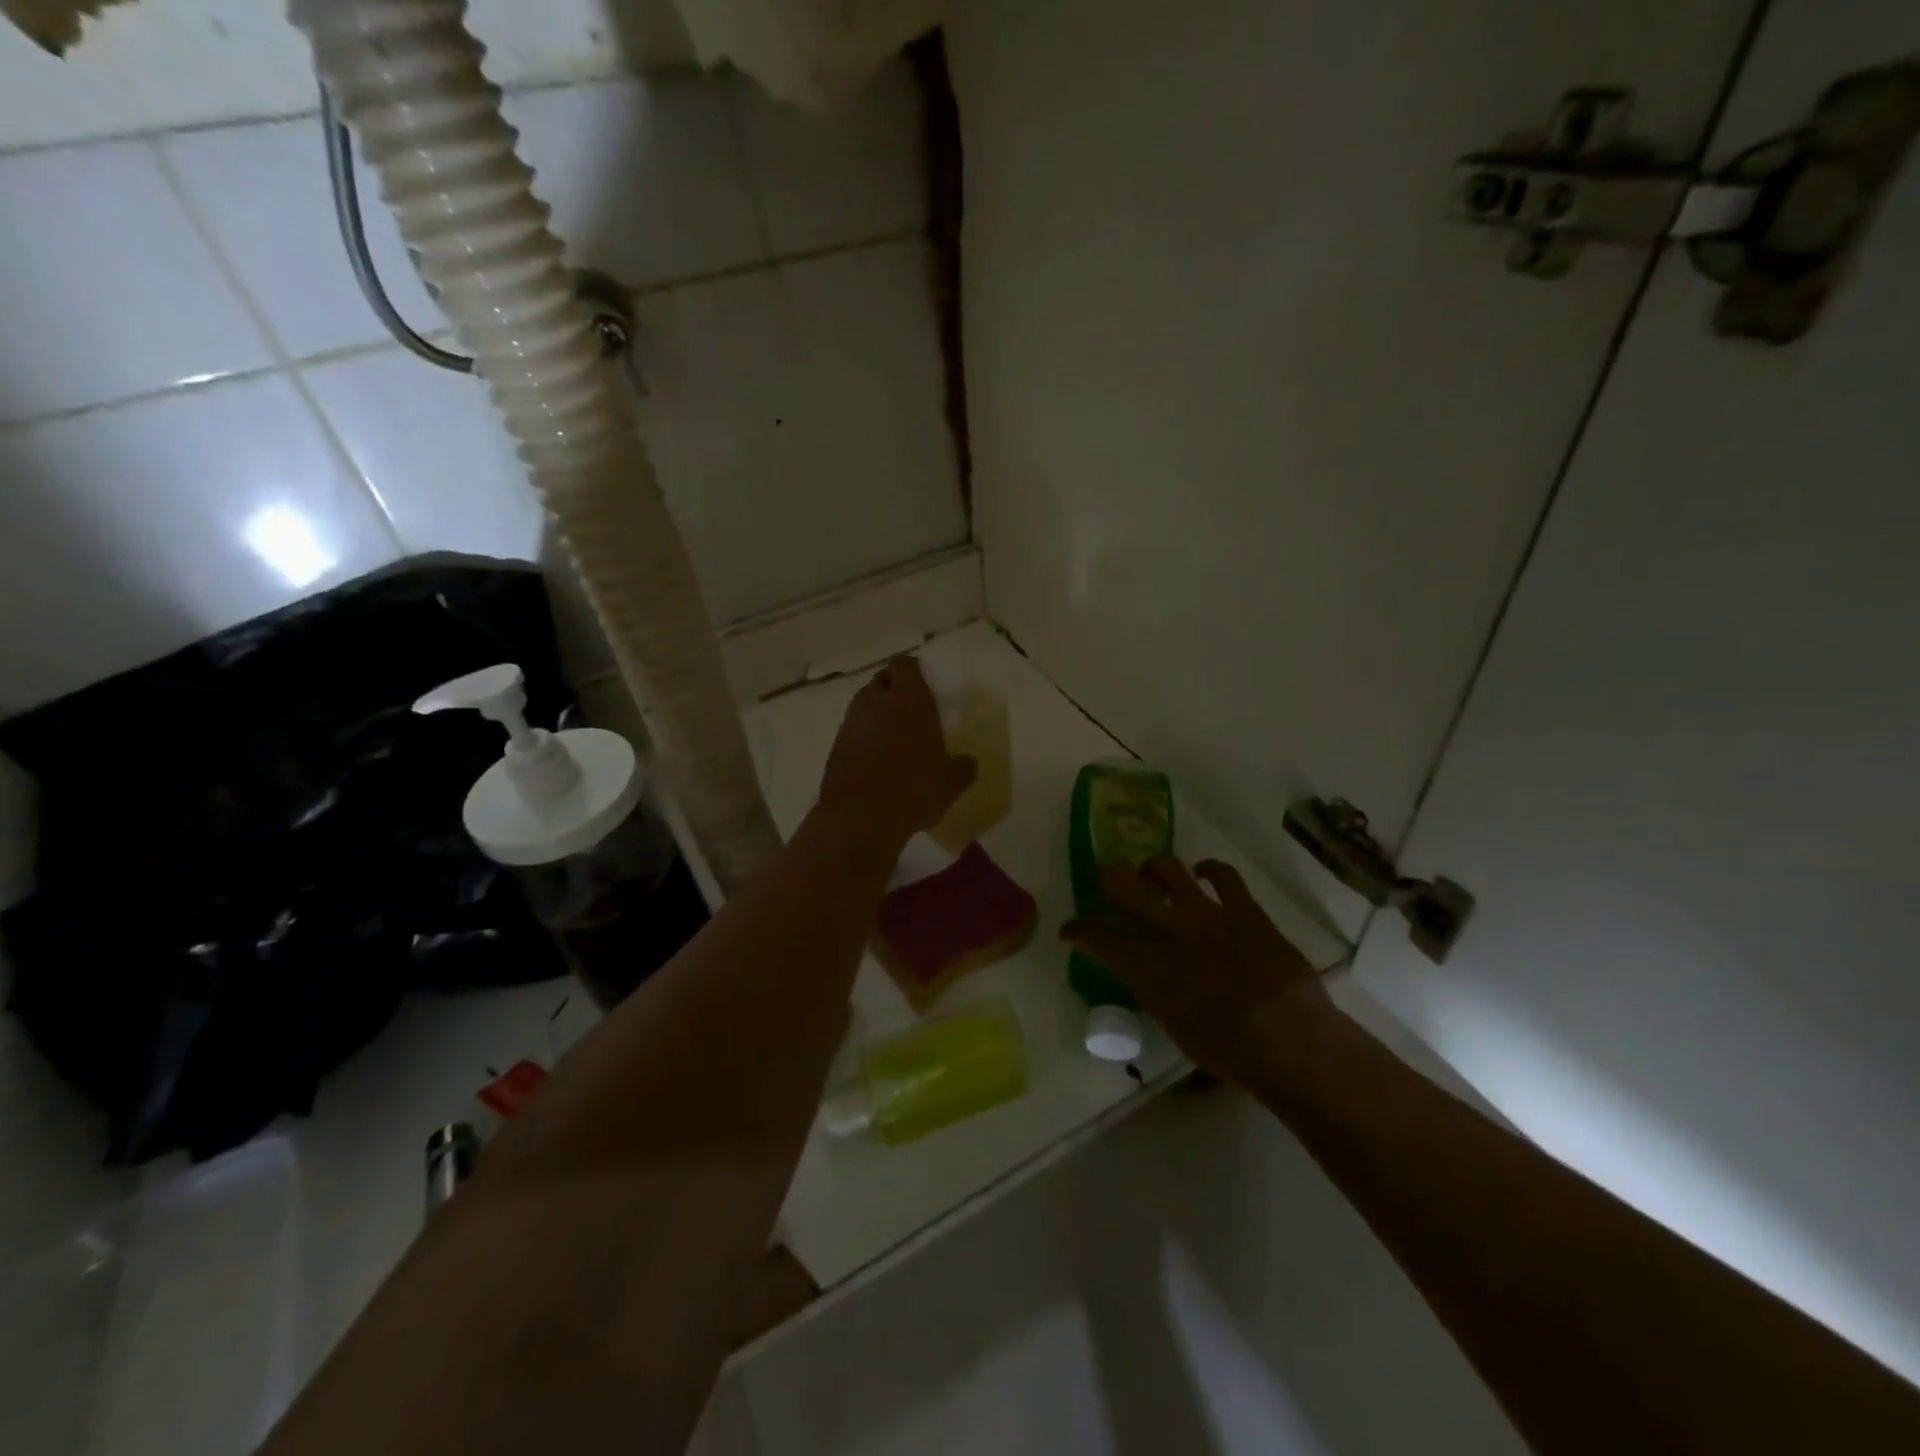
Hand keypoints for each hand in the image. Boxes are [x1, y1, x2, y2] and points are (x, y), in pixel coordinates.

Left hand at [816, 656, 976, 858]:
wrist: (860, 820)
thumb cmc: (914, 791)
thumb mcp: (950, 783)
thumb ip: (963, 767)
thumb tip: (968, 762)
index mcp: (910, 700)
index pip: (905, 665)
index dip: (913, 671)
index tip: (924, 684)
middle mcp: (877, 702)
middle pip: (882, 680)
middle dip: (893, 689)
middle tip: (910, 708)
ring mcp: (851, 722)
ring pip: (864, 703)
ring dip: (876, 712)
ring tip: (893, 734)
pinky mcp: (835, 745)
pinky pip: (852, 729)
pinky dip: (863, 735)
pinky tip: (875, 757)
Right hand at [1062, 857, 1330, 1083]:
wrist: (1291, 1042)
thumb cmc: (1230, 1052)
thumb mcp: (1175, 1027)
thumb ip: (1154, 992)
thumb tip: (1147, 974)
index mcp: (1148, 969)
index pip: (1099, 938)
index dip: (1078, 930)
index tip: (1070, 930)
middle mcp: (1169, 933)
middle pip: (1122, 886)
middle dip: (1107, 878)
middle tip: (1105, 879)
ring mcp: (1207, 915)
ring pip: (1166, 869)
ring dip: (1152, 868)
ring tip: (1150, 872)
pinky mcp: (1244, 910)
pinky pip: (1223, 875)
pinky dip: (1209, 868)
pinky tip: (1202, 871)